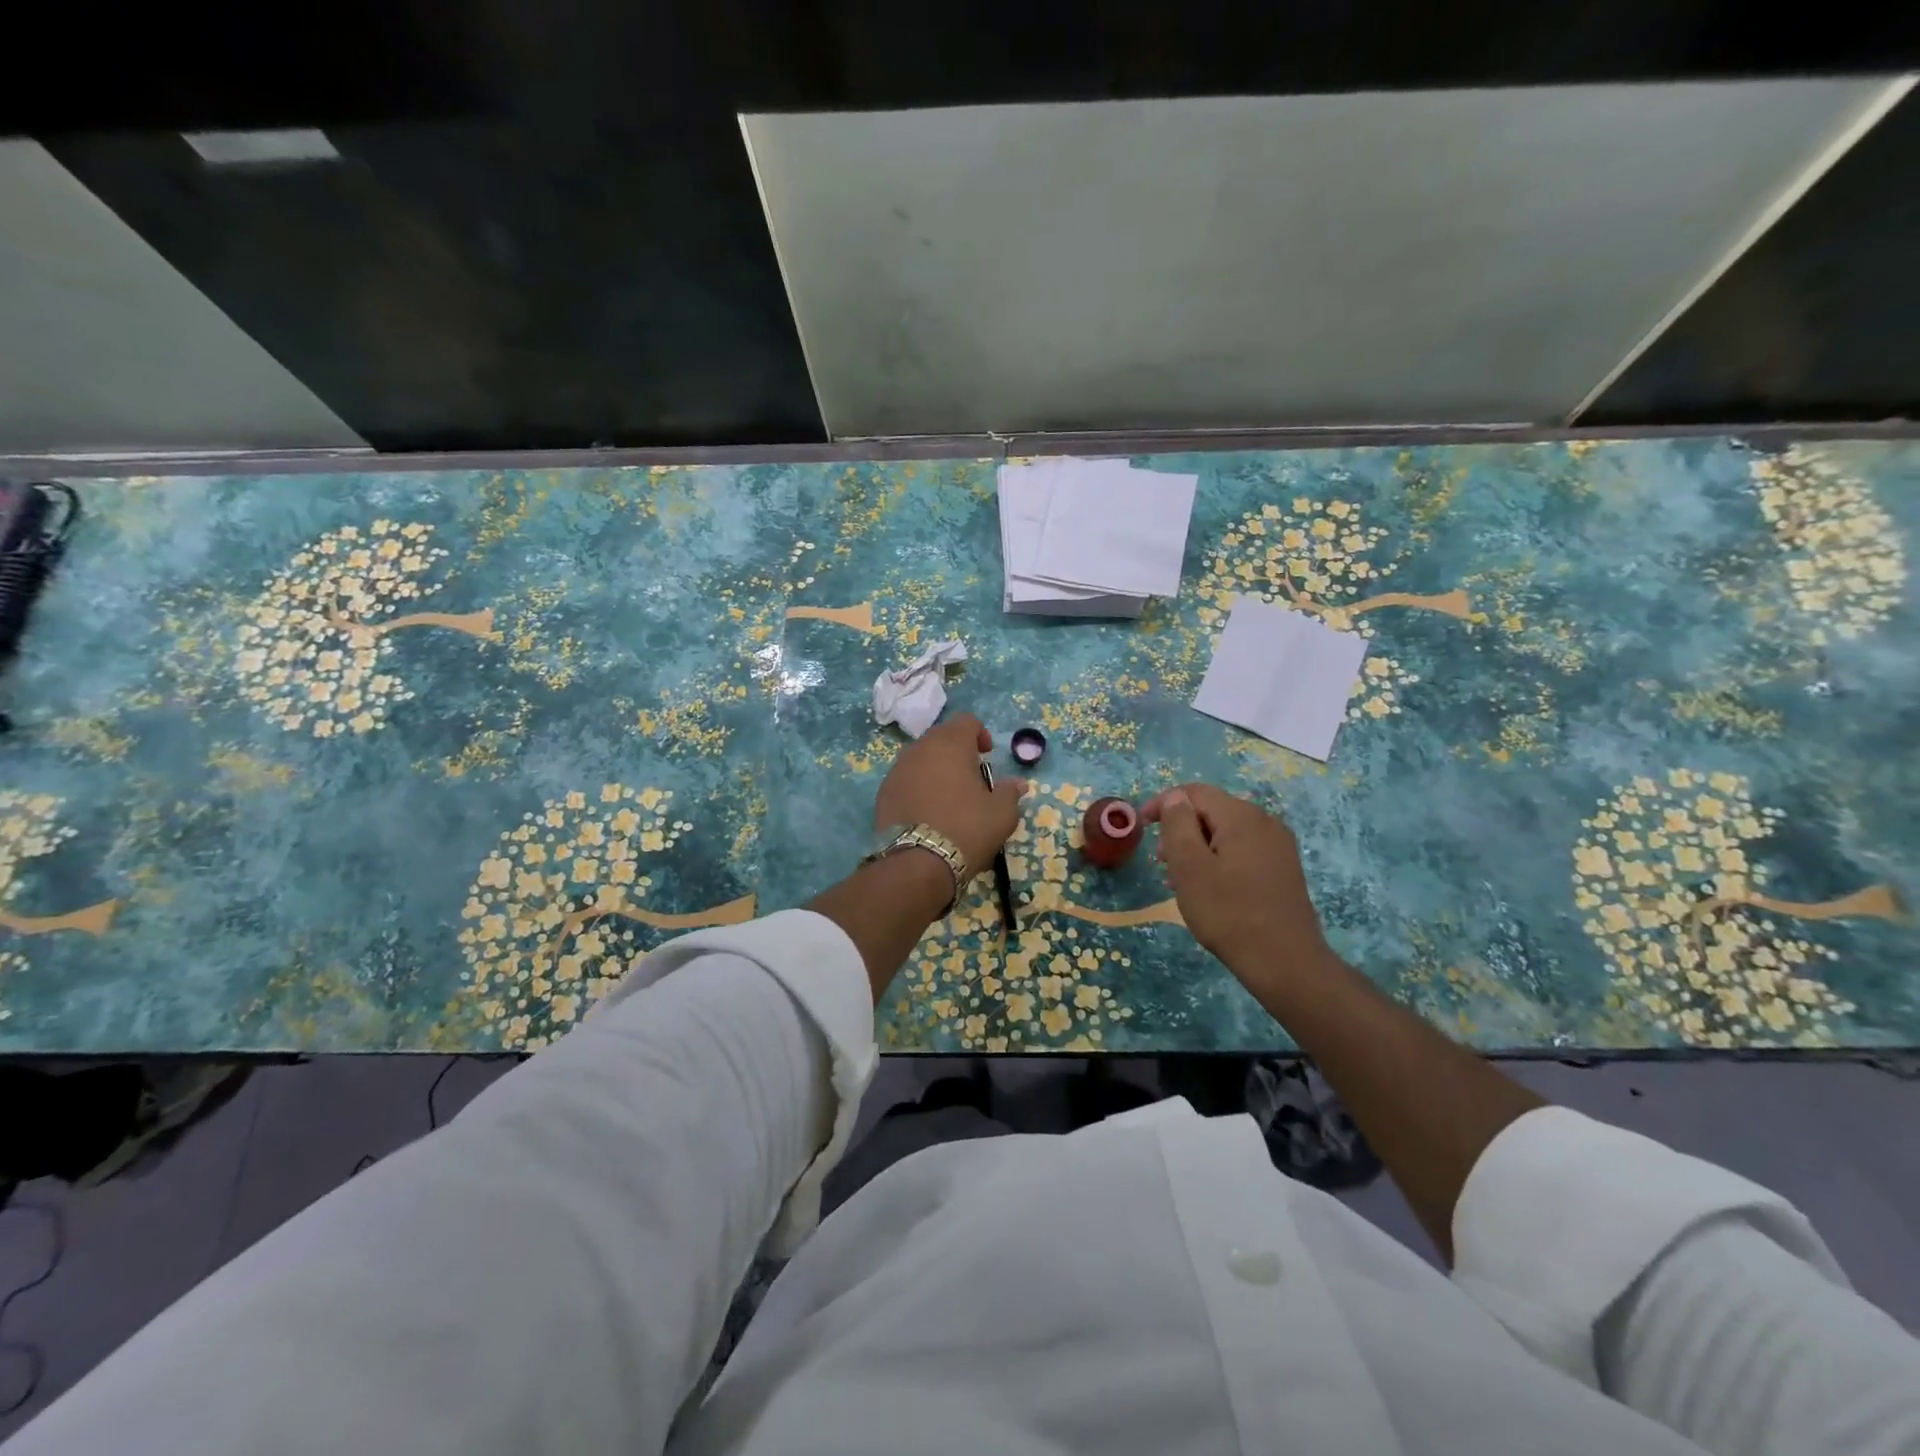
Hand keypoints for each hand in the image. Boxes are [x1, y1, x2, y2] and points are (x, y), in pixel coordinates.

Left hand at [874, 713, 1026, 879]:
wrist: (917, 863)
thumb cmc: (967, 829)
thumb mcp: (1001, 814)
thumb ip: (1010, 793)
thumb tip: (1018, 784)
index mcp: (951, 744)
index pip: (966, 721)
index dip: (979, 734)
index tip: (987, 756)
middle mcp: (921, 749)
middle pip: (941, 737)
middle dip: (957, 750)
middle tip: (970, 777)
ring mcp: (898, 769)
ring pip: (920, 757)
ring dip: (936, 768)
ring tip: (948, 796)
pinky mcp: (883, 792)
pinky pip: (905, 778)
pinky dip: (918, 786)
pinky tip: (927, 811)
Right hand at [1142, 783, 1332, 988]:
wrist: (1285, 962)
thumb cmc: (1228, 913)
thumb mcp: (1189, 867)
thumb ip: (1178, 825)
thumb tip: (1175, 798)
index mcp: (1241, 816)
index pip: (1195, 792)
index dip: (1164, 804)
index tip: (1142, 827)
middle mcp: (1265, 821)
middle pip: (1212, 810)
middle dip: (1181, 829)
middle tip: (1161, 861)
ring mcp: (1278, 845)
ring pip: (1227, 832)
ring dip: (1199, 846)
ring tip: (1181, 878)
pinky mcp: (1284, 868)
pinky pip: (1243, 849)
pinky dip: (1219, 858)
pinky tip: (1209, 887)